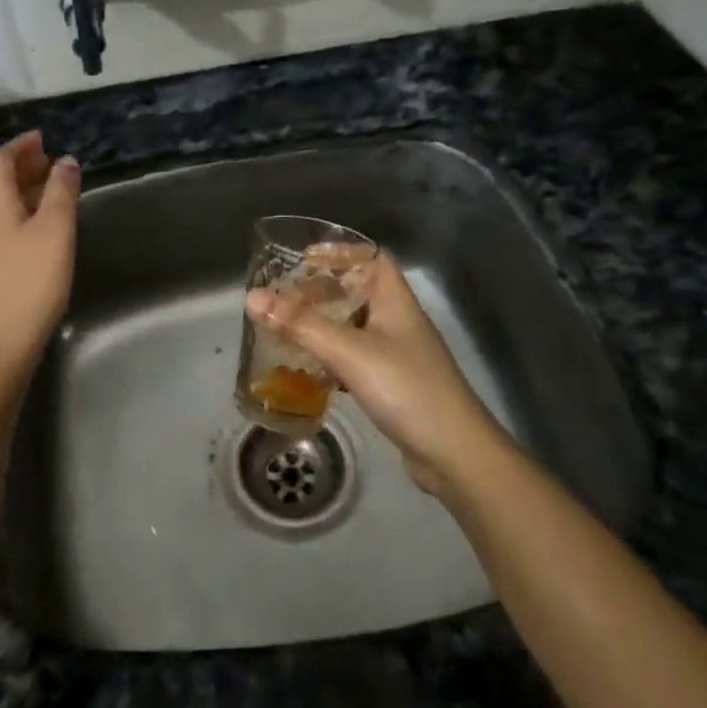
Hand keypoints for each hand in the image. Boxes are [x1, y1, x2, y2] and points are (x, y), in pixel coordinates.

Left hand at [0, 131, 79, 381]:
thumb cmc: (28, 282)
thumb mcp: (54, 232)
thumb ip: (61, 192)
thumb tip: (65, 161)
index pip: (0, 160)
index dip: (21, 146)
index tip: (43, 139)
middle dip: (24, 169)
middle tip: (52, 164)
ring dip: (23, 194)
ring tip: (52, 195)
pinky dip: (19, 218)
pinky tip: (38, 234)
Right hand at [246, 255, 502, 494]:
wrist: (454, 455)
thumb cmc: (406, 389)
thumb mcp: (350, 352)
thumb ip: (300, 325)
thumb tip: (251, 297)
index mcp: (395, 301)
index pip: (372, 258)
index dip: (341, 252)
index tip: (303, 258)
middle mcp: (397, 321)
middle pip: (357, 291)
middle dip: (321, 291)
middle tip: (284, 298)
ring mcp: (396, 355)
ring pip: (353, 327)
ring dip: (322, 324)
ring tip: (286, 328)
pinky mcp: (391, 385)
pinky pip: (354, 358)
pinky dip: (329, 357)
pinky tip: (307, 368)